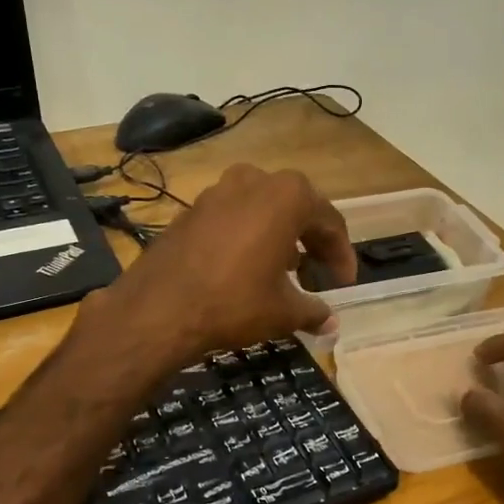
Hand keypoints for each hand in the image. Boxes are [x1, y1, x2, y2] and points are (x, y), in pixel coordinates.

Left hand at [86, 164, 356, 365]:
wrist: (159, 308)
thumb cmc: (234, 302)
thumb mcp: (283, 311)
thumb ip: (313, 311)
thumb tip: (331, 322)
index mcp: (287, 196)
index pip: (329, 222)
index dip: (341, 255)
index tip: (344, 283)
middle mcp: (254, 181)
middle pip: (297, 208)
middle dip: (311, 241)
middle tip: (318, 274)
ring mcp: (218, 191)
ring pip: (263, 209)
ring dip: (280, 236)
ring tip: (285, 271)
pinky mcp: (192, 209)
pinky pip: (234, 217)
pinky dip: (249, 236)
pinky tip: (247, 267)